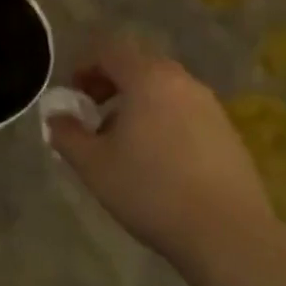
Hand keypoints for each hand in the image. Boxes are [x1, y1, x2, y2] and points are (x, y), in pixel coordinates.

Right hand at [47, 38, 271, 267]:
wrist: (229, 236)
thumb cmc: (151, 190)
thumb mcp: (93, 164)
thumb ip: (66, 133)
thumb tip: (56, 115)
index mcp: (148, 78)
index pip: (110, 50)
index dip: (85, 65)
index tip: (73, 95)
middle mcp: (182, 82)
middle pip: (139, 66)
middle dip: (110, 84)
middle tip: (93, 115)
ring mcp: (211, 107)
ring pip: (163, 90)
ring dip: (137, 104)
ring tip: (123, 142)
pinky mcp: (229, 134)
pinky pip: (185, 112)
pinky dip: (163, 121)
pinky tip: (157, 161)